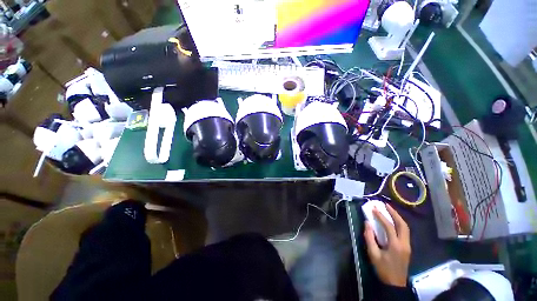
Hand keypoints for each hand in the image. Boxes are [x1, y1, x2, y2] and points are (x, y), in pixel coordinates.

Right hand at [364, 203, 410, 286]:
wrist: (395, 284)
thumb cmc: (383, 269)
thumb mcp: (373, 254)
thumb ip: (369, 237)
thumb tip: (367, 223)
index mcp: (396, 245)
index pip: (389, 226)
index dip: (381, 216)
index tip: (374, 208)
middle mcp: (404, 243)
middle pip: (402, 225)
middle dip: (394, 213)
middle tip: (385, 205)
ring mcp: (407, 246)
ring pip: (406, 228)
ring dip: (398, 217)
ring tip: (389, 210)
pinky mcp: (407, 248)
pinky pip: (405, 232)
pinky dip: (399, 223)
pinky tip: (393, 221)